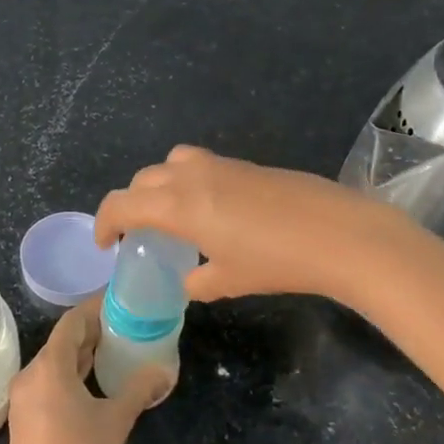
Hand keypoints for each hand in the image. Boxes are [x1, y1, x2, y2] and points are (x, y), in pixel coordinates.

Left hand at [5, 298, 168, 443]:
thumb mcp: (116, 420)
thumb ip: (139, 389)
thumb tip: (164, 370)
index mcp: (48, 367)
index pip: (71, 322)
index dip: (95, 308)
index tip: (119, 301)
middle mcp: (30, 376)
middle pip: (62, 342)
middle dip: (92, 332)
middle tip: (124, 325)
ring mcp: (23, 401)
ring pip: (55, 365)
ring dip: (82, 356)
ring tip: (115, 350)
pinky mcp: (25, 422)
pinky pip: (50, 385)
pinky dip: (72, 377)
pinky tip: (94, 385)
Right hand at [94, 145, 400, 303]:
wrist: (338, 234)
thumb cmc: (276, 261)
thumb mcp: (229, 280)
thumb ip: (198, 280)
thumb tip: (190, 279)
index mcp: (178, 204)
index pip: (122, 203)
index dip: (104, 223)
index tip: (107, 245)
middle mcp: (192, 175)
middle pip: (143, 179)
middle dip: (131, 203)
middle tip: (137, 233)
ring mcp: (222, 164)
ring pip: (171, 162)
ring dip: (159, 185)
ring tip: (172, 214)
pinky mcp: (247, 165)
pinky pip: (201, 164)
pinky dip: (189, 181)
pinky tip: (213, 211)